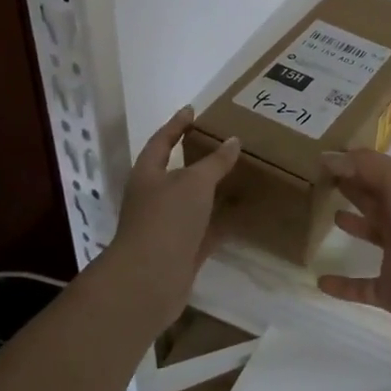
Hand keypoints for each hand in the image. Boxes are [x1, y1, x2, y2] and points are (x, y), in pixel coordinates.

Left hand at [111, 107, 240, 331]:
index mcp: (148, 174)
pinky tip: (242, 214)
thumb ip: (215, 162)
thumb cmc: (167, 219)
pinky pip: (205, 229)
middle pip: (176, 172)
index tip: (193, 110)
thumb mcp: (194, 182)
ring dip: (212, 191)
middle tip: (222, 142)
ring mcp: (166, 226)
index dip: (176, 124)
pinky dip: (221, 221)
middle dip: (197, 158)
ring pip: (193, 202)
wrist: (149, 280)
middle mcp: (153, 198)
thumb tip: (233, 140)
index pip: (162, 140)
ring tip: (239, 174)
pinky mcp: (181, 251)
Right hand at [316, 150, 390, 342]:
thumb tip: (325, 156)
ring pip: (369, 235)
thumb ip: (363, 165)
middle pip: (371, 198)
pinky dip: (342, 286)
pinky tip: (320, 281)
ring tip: (325, 216)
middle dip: (350, 188)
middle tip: (317, 181)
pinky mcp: (389, 290)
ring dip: (352, 226)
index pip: (374, 171)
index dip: (350, 163)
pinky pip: (360, 286)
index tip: (319, 158)